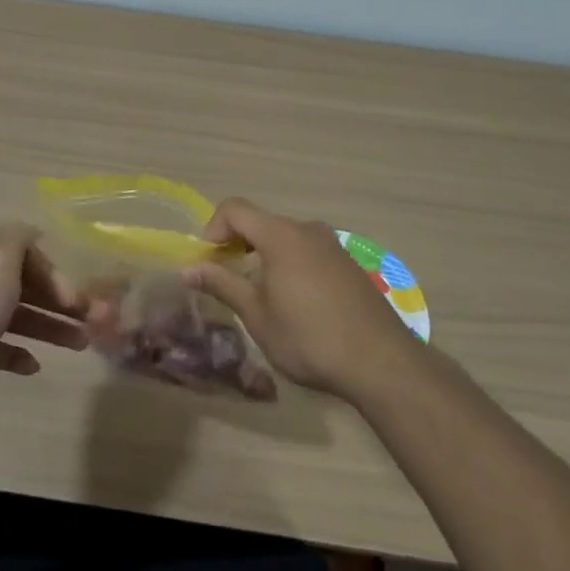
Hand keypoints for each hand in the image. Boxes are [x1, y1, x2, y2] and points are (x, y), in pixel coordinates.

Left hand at [0, 224, 87, 425]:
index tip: (75, 301)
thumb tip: (34, 231)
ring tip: (79, 346)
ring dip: (50, 328)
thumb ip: (19, 238)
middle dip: (61, 303)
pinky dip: (19, 353)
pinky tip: (34, 366)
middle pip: (26, 287)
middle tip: (92, 325)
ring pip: (17, 317)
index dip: (56, 275)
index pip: (28, 255)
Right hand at [184, 198, 417, 400]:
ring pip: (285, 238)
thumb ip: (222, 284)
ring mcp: (332, 245)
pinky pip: (307, 251)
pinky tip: (295, 303)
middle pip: (260, 222)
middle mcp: (307, 229)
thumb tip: (189, 268)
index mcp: (281, 235)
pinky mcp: (348, 263)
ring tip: (260, 296)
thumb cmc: (309, 338)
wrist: (381, 361)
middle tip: (227, 281)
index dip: (212, 229)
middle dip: (236, 245)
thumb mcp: (257, 315)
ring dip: (263, 257)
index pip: (234, 209)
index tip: (207, 263)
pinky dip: (289, 264)